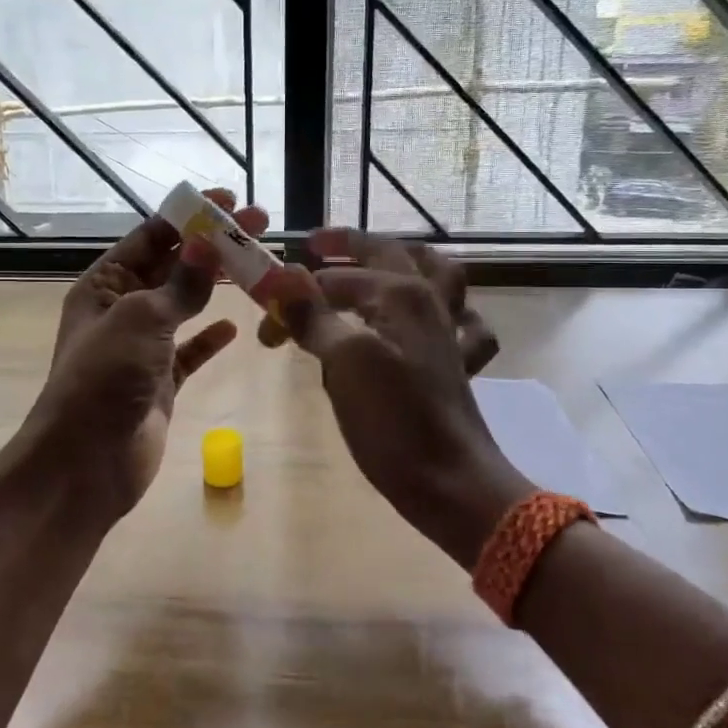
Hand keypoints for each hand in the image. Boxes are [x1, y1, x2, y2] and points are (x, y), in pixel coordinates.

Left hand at [23, 190, 267, 523]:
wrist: (84, 464)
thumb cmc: (103, 380)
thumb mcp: (141, 320)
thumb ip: (181, 284)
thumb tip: (209, 243)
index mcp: (104, 285)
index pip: (150, 237)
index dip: (189, 217)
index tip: (229, 200)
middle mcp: (122, 309)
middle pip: (173, 267)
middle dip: (211, 246)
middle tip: (258, 226)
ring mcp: (142, 347)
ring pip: (185, 306)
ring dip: (217, 286)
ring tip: (257, 265)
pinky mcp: (160, 382)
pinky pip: (190, 351)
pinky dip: (210, 338)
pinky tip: (234, 326)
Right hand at [271, 229, 530, 568]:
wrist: (450, 481)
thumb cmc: (394, 419)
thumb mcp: (345, 361)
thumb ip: (314, 316)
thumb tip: (280, 281)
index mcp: (401, 294)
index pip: (333, 280)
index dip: (293, 297)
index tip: (264, 326)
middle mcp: (428, 302)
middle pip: (388, 255)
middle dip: (348, 247)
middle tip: (316, 246)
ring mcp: (447, 332)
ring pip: (435, 276)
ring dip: (407, 261)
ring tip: (381, 261)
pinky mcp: (455, 364)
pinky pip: (462, 323)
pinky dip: (451, 312)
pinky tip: (435, 318)